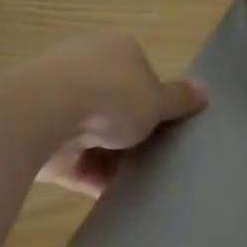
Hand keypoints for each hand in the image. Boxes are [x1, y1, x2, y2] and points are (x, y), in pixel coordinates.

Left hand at [30, 33, 206, 197]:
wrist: (44, 115)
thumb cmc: (112, 95)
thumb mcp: (157, 98)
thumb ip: (179, 98)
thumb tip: (204, 90)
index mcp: (114, 49)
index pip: (139, 71)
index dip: (155, 98)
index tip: (167, 123)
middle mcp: (83, 69)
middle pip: (115, 103)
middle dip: (132, 129)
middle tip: (157, 154)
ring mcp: (58, 103)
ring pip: (94, 134)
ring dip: (113, 156)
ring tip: (142, 181)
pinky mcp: (42, 138)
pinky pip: (76, 161)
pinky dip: (93, 177)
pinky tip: (117, 197)